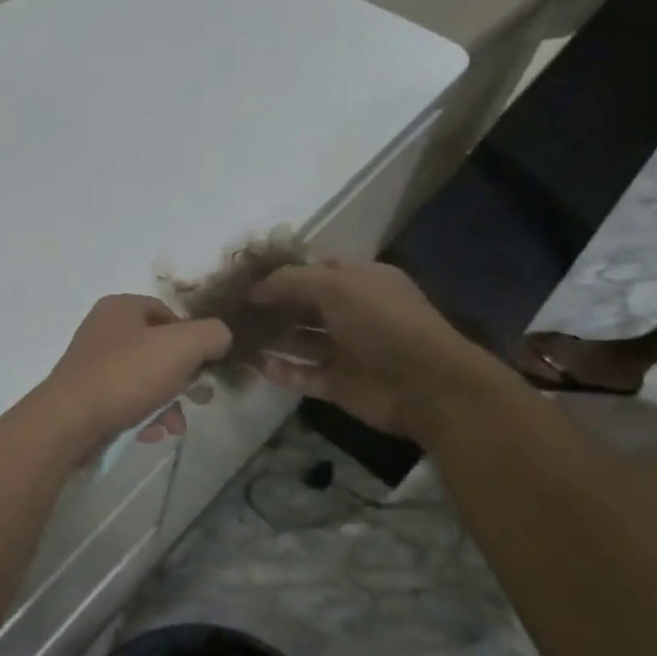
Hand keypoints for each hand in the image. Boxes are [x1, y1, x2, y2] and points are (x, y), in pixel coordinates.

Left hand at [41, 295, 230, 449]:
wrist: (70, 421)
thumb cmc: (127, 375)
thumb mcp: (182, 347)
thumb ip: (211, 335)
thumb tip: (220, 337)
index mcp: (120, 307)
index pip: (168, 313)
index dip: (192, 337)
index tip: (205, 365)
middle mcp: (102, 330)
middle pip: (157, 350)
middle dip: (182, 378)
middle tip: (199, 400)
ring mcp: (90, 364)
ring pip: (143, 380)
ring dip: (166, 404)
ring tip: (173, 427)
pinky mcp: (84, 396)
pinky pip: (124, 401)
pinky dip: (142, 416)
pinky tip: (150, 434)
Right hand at [248, 260, 499, 437]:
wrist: (425, 385)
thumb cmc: (382, 322)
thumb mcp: (335, 285)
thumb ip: (291, 281)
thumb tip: (254, 287)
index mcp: (360, 281)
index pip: (315, 270)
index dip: (281, 272)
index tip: (244, 276)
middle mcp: (353, 312)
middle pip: (304, 305)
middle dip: (271, 305)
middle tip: (231, 307)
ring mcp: (347, 350)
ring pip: (300, 340)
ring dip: (271, 337)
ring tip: (234, 335)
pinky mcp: (339, 384)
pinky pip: (303, 374)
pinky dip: (282, 370)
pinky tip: (256, 365)